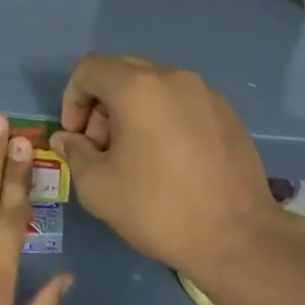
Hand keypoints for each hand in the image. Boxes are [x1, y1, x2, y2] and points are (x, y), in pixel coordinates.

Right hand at [51, 55, 281, 272]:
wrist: (237, 236)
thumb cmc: (158, 208)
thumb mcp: (99, 187)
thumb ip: (75, 153)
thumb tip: (68, 139)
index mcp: (139, 87)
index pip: (91, 68)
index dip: (72, 98)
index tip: (76, 137)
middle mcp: (174, 78)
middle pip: (123, 72)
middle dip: (102, 104)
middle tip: (102, 148)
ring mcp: (206, 93)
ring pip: (155, 87)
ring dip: (133, 111)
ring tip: (135, 156)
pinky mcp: (228, 113)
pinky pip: (183, 102)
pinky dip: (164, 118)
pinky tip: (169, 160)